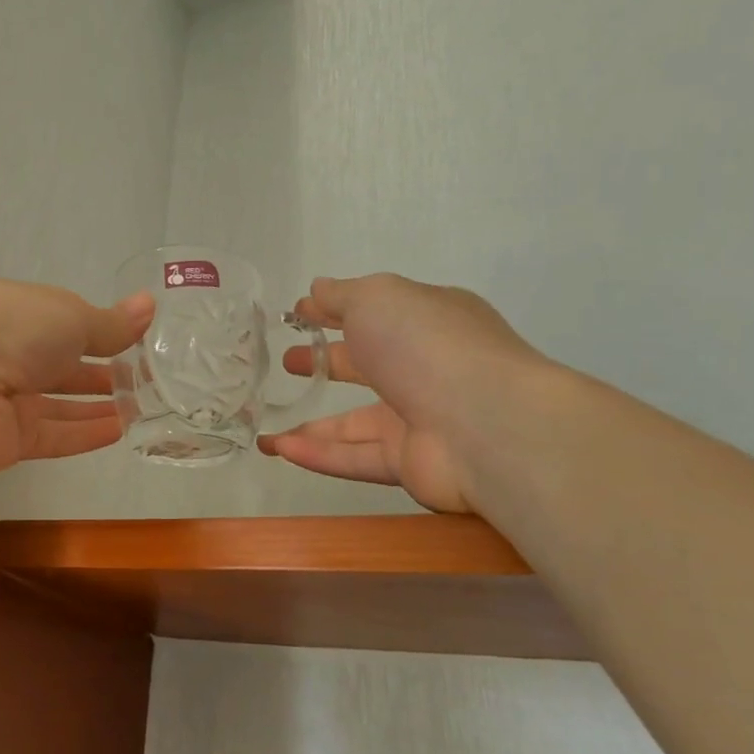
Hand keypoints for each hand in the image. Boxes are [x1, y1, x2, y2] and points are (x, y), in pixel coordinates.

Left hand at [0, 280, 152, 476]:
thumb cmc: (14, 329)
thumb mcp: (73, 316)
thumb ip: (111, 323)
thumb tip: (149, 305)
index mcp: (25, 316)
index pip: (69, 326)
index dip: (104, 335)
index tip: (140, 345)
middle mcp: (15, 357)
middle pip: (65, 370)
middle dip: (103, 375)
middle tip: (148, 383)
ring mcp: (10, 402)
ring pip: (62, 407)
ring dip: (99, 408)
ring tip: (142, 409)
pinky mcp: (10, 442)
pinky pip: (55, 438)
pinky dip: (86, 434)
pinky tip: (119, 431)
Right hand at [261, 274, 548, 511]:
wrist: (488, 424)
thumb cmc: (427, 344)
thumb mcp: (377, 298)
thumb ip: (341, 295)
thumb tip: (317, 289)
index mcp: (427, 321)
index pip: (374, 313)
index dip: (334, 312)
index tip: (297, 315)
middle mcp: (425, 368)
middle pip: (366, 366)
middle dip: (326, 362)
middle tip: (287, 362)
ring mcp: (420, 419)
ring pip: (355, 422)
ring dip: (312, 423)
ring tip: (266, 423)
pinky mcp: (410, 464)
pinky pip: (355, 457)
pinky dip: (317, 454)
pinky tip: (278, 448)